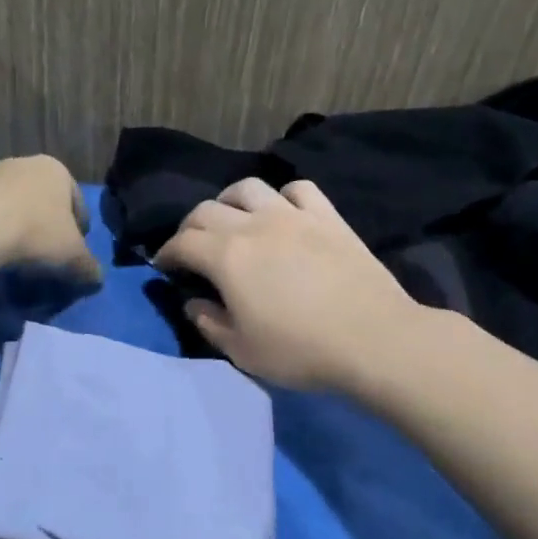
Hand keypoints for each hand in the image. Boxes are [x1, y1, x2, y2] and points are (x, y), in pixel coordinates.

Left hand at [0, 155, 101, 282]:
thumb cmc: (36, 231)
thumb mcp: (72, 256)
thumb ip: (88, 266)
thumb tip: (98, 278)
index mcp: (59, 171)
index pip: (79, 203)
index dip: (80, 232)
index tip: (74, 254)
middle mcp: (27, 164)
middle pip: (45, 201)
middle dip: (48, 226)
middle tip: (47, 255)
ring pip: (15, 204)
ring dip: (19, 226)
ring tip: (17, 256)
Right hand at [153, 178, 419, 391]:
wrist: (373, 339)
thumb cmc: (300, 350)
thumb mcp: (242, 351)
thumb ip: (210, 323)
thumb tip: (194, 302)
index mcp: (226, 257)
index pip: (182, 242)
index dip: (167, 253)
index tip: (164, 266)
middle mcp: (254, 225)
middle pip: (207, 210)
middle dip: (190, 227)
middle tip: (192, 248)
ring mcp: (293, 215)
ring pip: (249, 188)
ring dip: (230, 201)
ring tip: (233, 220)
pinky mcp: (327, 216)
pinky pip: (298, 189)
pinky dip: (282, 196)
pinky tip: (284, 213)